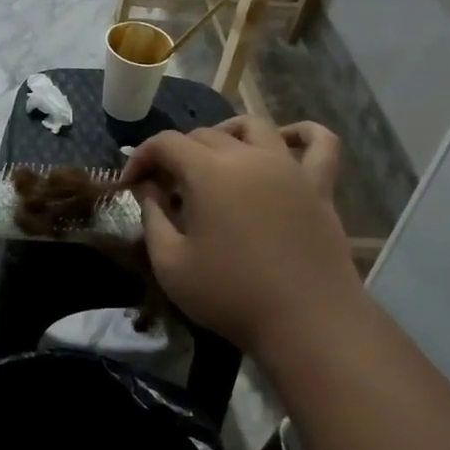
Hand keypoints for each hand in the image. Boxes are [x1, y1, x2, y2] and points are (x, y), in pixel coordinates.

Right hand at [120, 118, 353, 358]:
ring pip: (254, 126)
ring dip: (227, 133)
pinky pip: (320, 142)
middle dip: (177, 153)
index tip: (130, 183)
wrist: (307, 324)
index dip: (141, 157)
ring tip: (214, 158)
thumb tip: (149, 188)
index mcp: (208, 172)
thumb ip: (152, 217)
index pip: (165, 143)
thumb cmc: (231, 296)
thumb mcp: (171, 264)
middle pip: (205, 134)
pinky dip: (302, 133)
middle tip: (166, 187)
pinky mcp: (319, 185)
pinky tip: (284, 142)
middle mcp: (248, 156)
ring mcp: (288, 167)